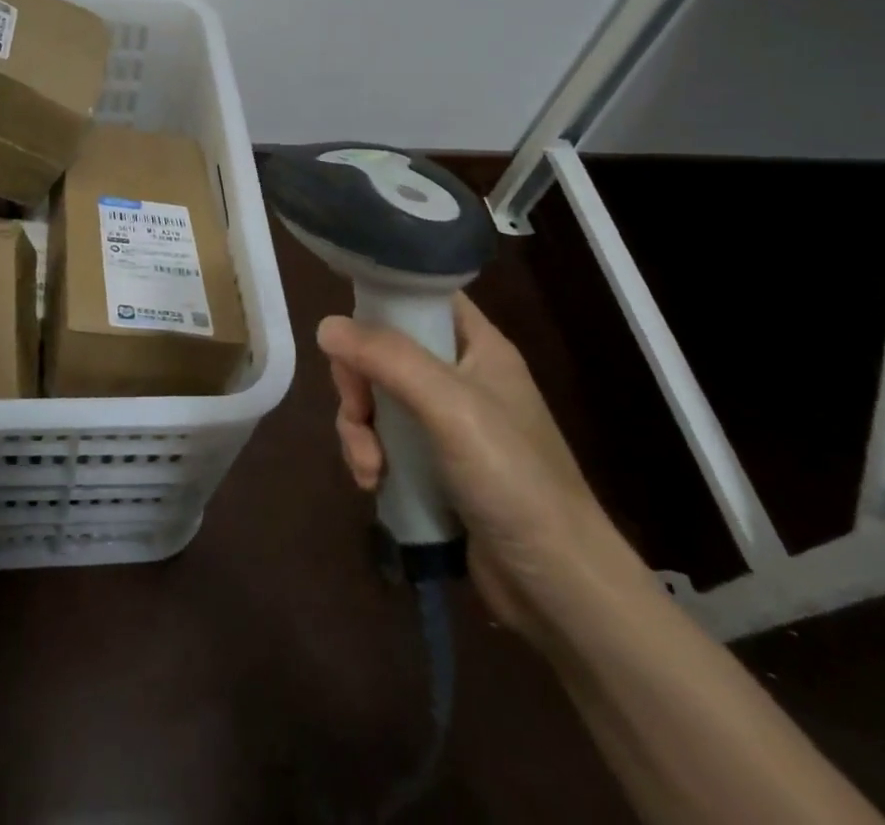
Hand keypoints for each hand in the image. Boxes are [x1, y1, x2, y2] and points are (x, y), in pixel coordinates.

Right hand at [319, 294, 648, 646]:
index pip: (421, 296)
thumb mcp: (449, 406)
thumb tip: (325, 325)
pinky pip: (383, 440)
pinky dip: (369, 456)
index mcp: (477, 346)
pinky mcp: (432, 465)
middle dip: (358, 382)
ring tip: (368, 467)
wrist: (559, 588)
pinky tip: (373, 483)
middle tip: (357, 412)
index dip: (381, 303)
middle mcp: (460, 376)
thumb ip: (388, 358)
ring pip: (377, 398)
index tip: (347, 332)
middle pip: (385, 350)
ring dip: (359, 429)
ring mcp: (445, 423)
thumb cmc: (513, 479)